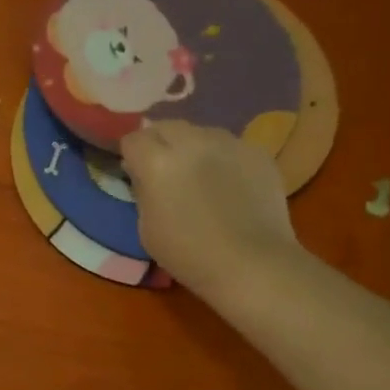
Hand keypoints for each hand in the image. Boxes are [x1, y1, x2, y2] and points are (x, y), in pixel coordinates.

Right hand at [121, 121, 299, 296]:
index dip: (131, 155)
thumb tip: (143, 175)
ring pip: (201, 132)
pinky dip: (224, 158)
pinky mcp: (258, 152)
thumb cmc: (189, 254)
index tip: (134, 172)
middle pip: (166, 126)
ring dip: (193, 147)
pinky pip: (231, 146)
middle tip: (164, 169)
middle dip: (159, 142)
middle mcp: (192, 141)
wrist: (252, 264)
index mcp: (158, 161)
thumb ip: (143, 191)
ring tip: (200, 174)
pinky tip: (230, 185)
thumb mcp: (146, 228)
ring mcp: (230, 143)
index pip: (133, 139)